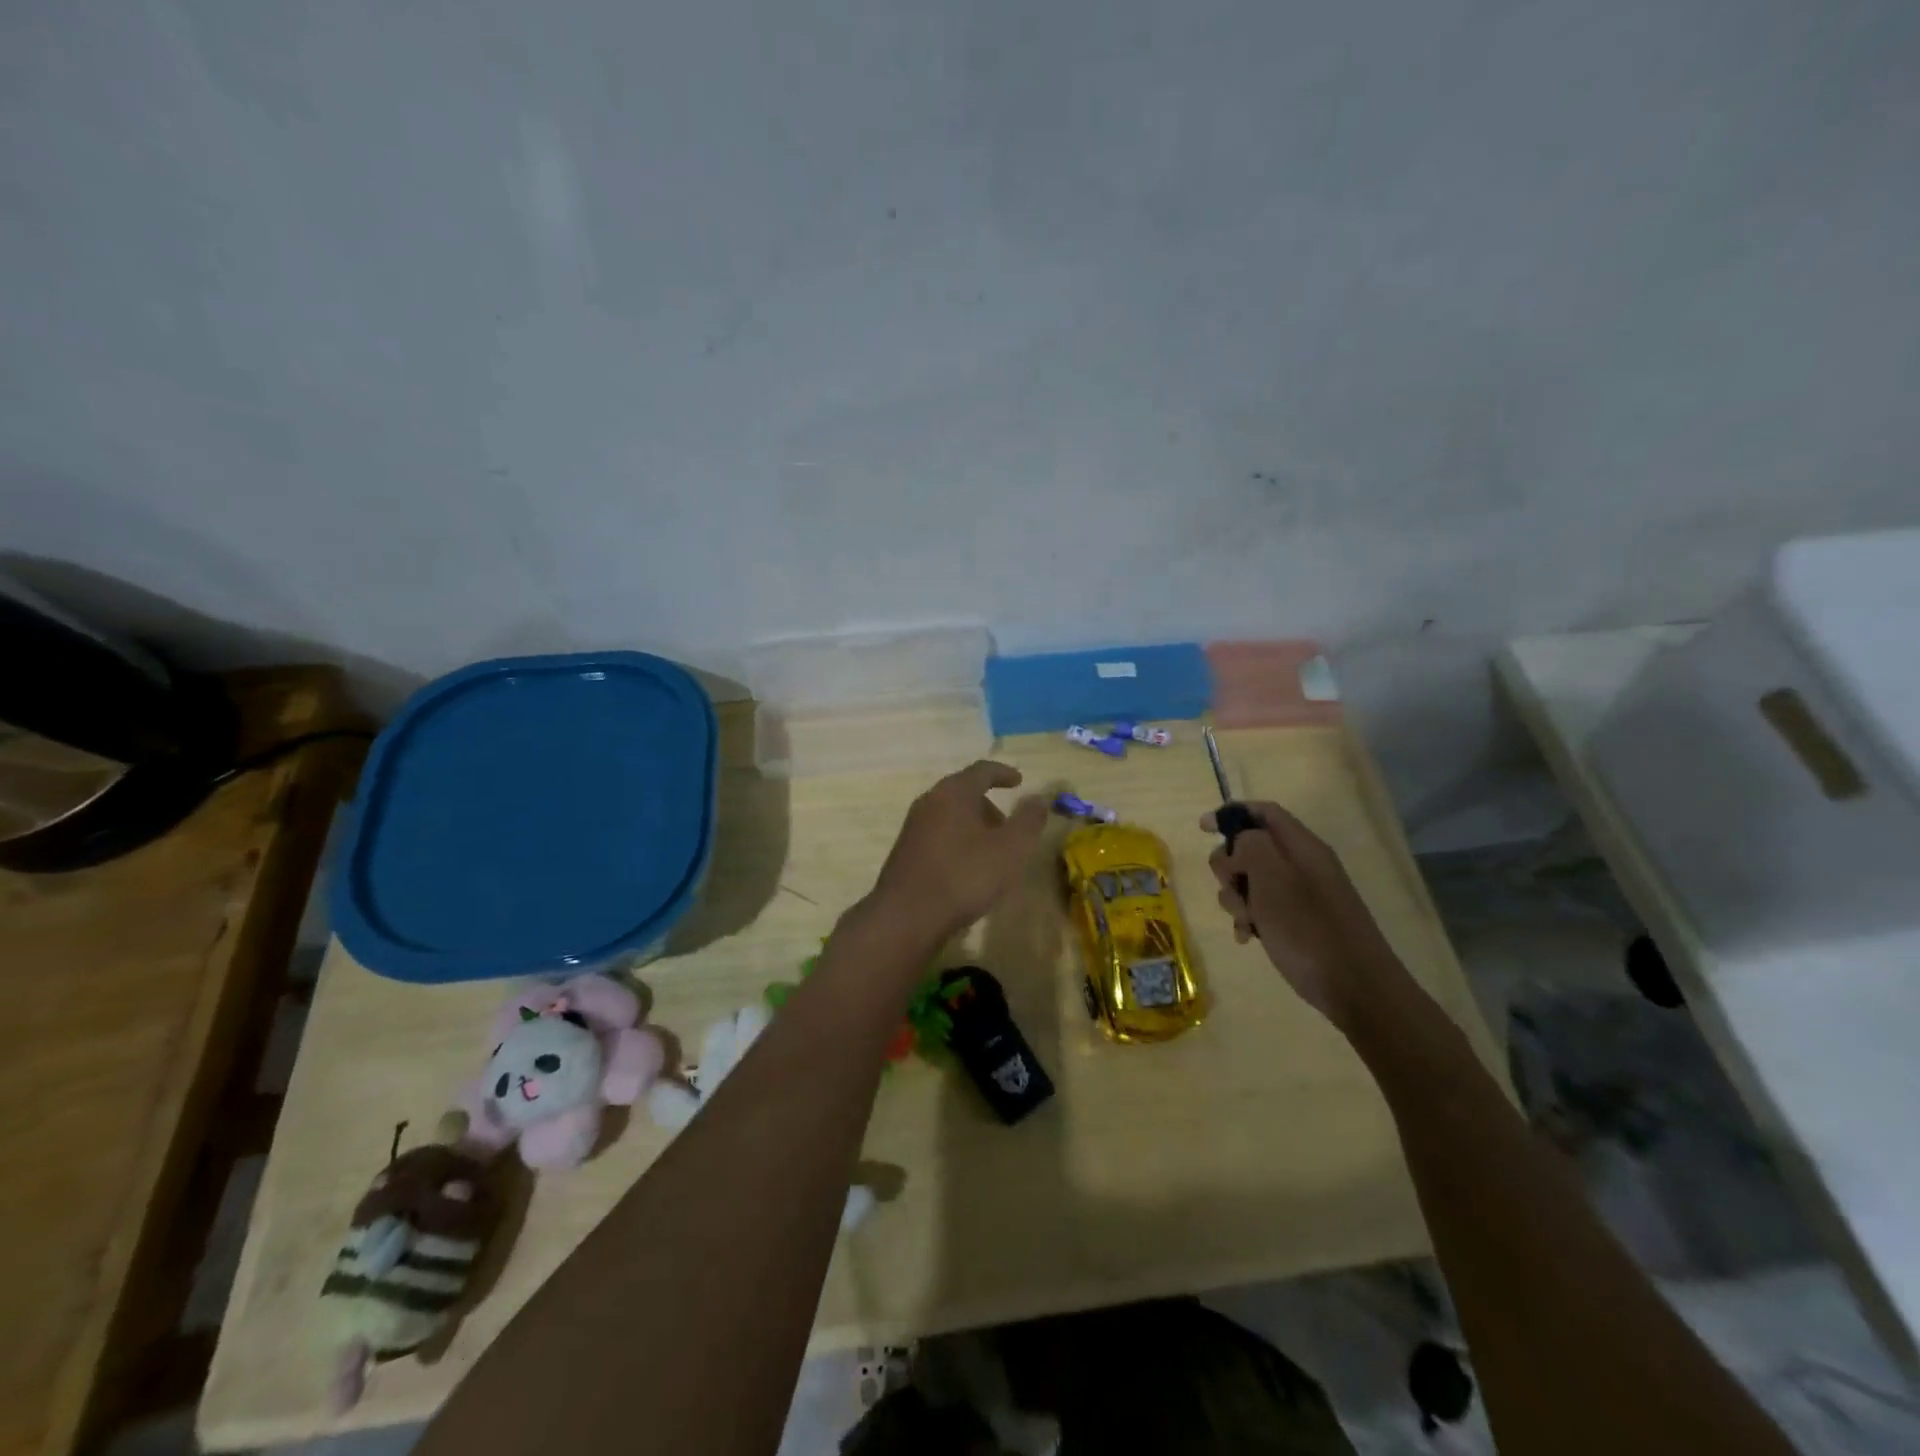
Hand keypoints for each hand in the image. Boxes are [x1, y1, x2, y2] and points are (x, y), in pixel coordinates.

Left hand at [867, 761, 1049, 944]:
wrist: (907, 916)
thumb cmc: (964, 876)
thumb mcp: (1010, 849)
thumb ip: (1028, 821)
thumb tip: (1038, 799)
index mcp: (953, 793)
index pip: (981, 771)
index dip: (1003, 773)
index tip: (1019, 781)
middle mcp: (929, 802)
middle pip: (964, 793)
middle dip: (989, 806)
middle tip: (1009, 828)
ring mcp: (913, 827)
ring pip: (950, 816)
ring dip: (974, 827)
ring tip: (992, 853)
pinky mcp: (906, 852)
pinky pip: (939, 836)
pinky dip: (958, 842)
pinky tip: (968, 870)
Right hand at [1201, 801, 1406, 1033]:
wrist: (1356, 989)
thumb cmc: (1309, 930)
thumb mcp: (1272, 879)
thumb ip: (1251, 846)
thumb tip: (1240, 840)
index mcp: (1302, 847)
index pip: (1264, 812)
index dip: (1232, 814)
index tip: (1203, 829)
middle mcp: (1303, 865)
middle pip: (1251, 847)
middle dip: (1230, 866)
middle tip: (1232, 886)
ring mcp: (1302, 895)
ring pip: (1252, 881)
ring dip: (1237, 898)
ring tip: (1245, 921)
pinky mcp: (1299, 922)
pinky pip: (1263, 908)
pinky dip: (1250, 918)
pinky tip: (1248, 937)